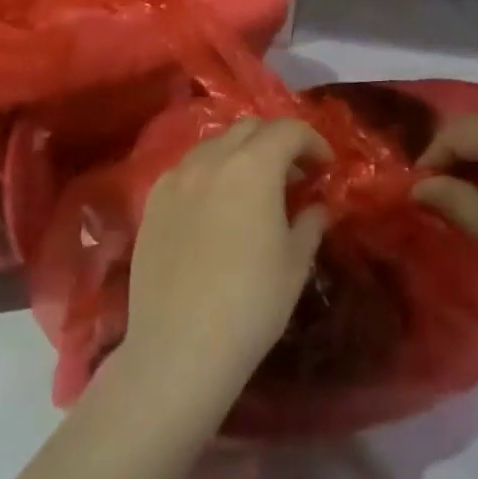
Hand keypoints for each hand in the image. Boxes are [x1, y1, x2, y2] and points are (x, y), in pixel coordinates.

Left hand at [122, 118, 331, 405]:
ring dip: (241, 154)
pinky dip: (210, 173)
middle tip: (294, 174)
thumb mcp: (295, 262)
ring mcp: (175, 179)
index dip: (313, 142)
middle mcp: (211, 160)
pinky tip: (216, 207)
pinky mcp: (152, 203)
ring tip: (254, 189)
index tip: (325, 167)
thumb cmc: (251, 304)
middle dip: (277, 142)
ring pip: (215, 145)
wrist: (179, 349)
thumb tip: (316, 207)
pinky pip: (187, 170)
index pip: (289, 130)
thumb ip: (310, 222)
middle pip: (250, 128)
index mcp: (253, 166)